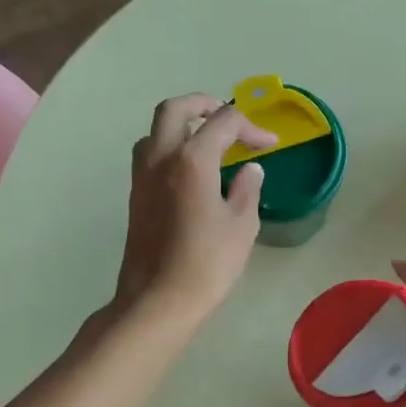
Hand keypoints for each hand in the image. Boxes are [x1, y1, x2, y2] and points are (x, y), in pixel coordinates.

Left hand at [111, 94, 275, 327]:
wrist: (158, 301)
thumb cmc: (207, 265)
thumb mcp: (241, 226)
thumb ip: (247, 189)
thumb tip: (250, 170)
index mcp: (192, 160)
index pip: (224, 123)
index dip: (251, 128)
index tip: (270, 145)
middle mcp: (160, 158)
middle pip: (176, 109)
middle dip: (204, 105)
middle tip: (228, 119)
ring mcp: (142, 177)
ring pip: (155, 130)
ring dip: (181, 125)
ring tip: (208, 142)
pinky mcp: (135, 196)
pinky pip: (149, 155)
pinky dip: (170, 148)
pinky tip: (191, 171)